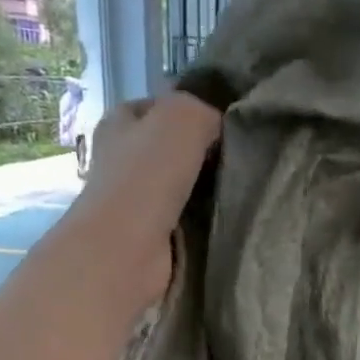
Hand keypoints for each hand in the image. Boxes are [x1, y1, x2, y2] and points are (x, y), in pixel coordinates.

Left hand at [67, 93, 222, 313]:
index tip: (227, 128)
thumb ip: (204, 110)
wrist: (126, 251)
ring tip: (239, 191)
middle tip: (240, 162)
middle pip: (172, 151)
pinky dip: (203, 223)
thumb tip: (219, 126)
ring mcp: (134, 203)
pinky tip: (225, 221)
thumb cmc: (147, 177)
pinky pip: (185, 222)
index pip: (160, 108)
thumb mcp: (182, 118)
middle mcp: (122, 160)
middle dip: (204, 156)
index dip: (193, 113)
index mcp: (119, 123)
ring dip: (207, 193)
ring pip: (182, 188)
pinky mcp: (150, 238)